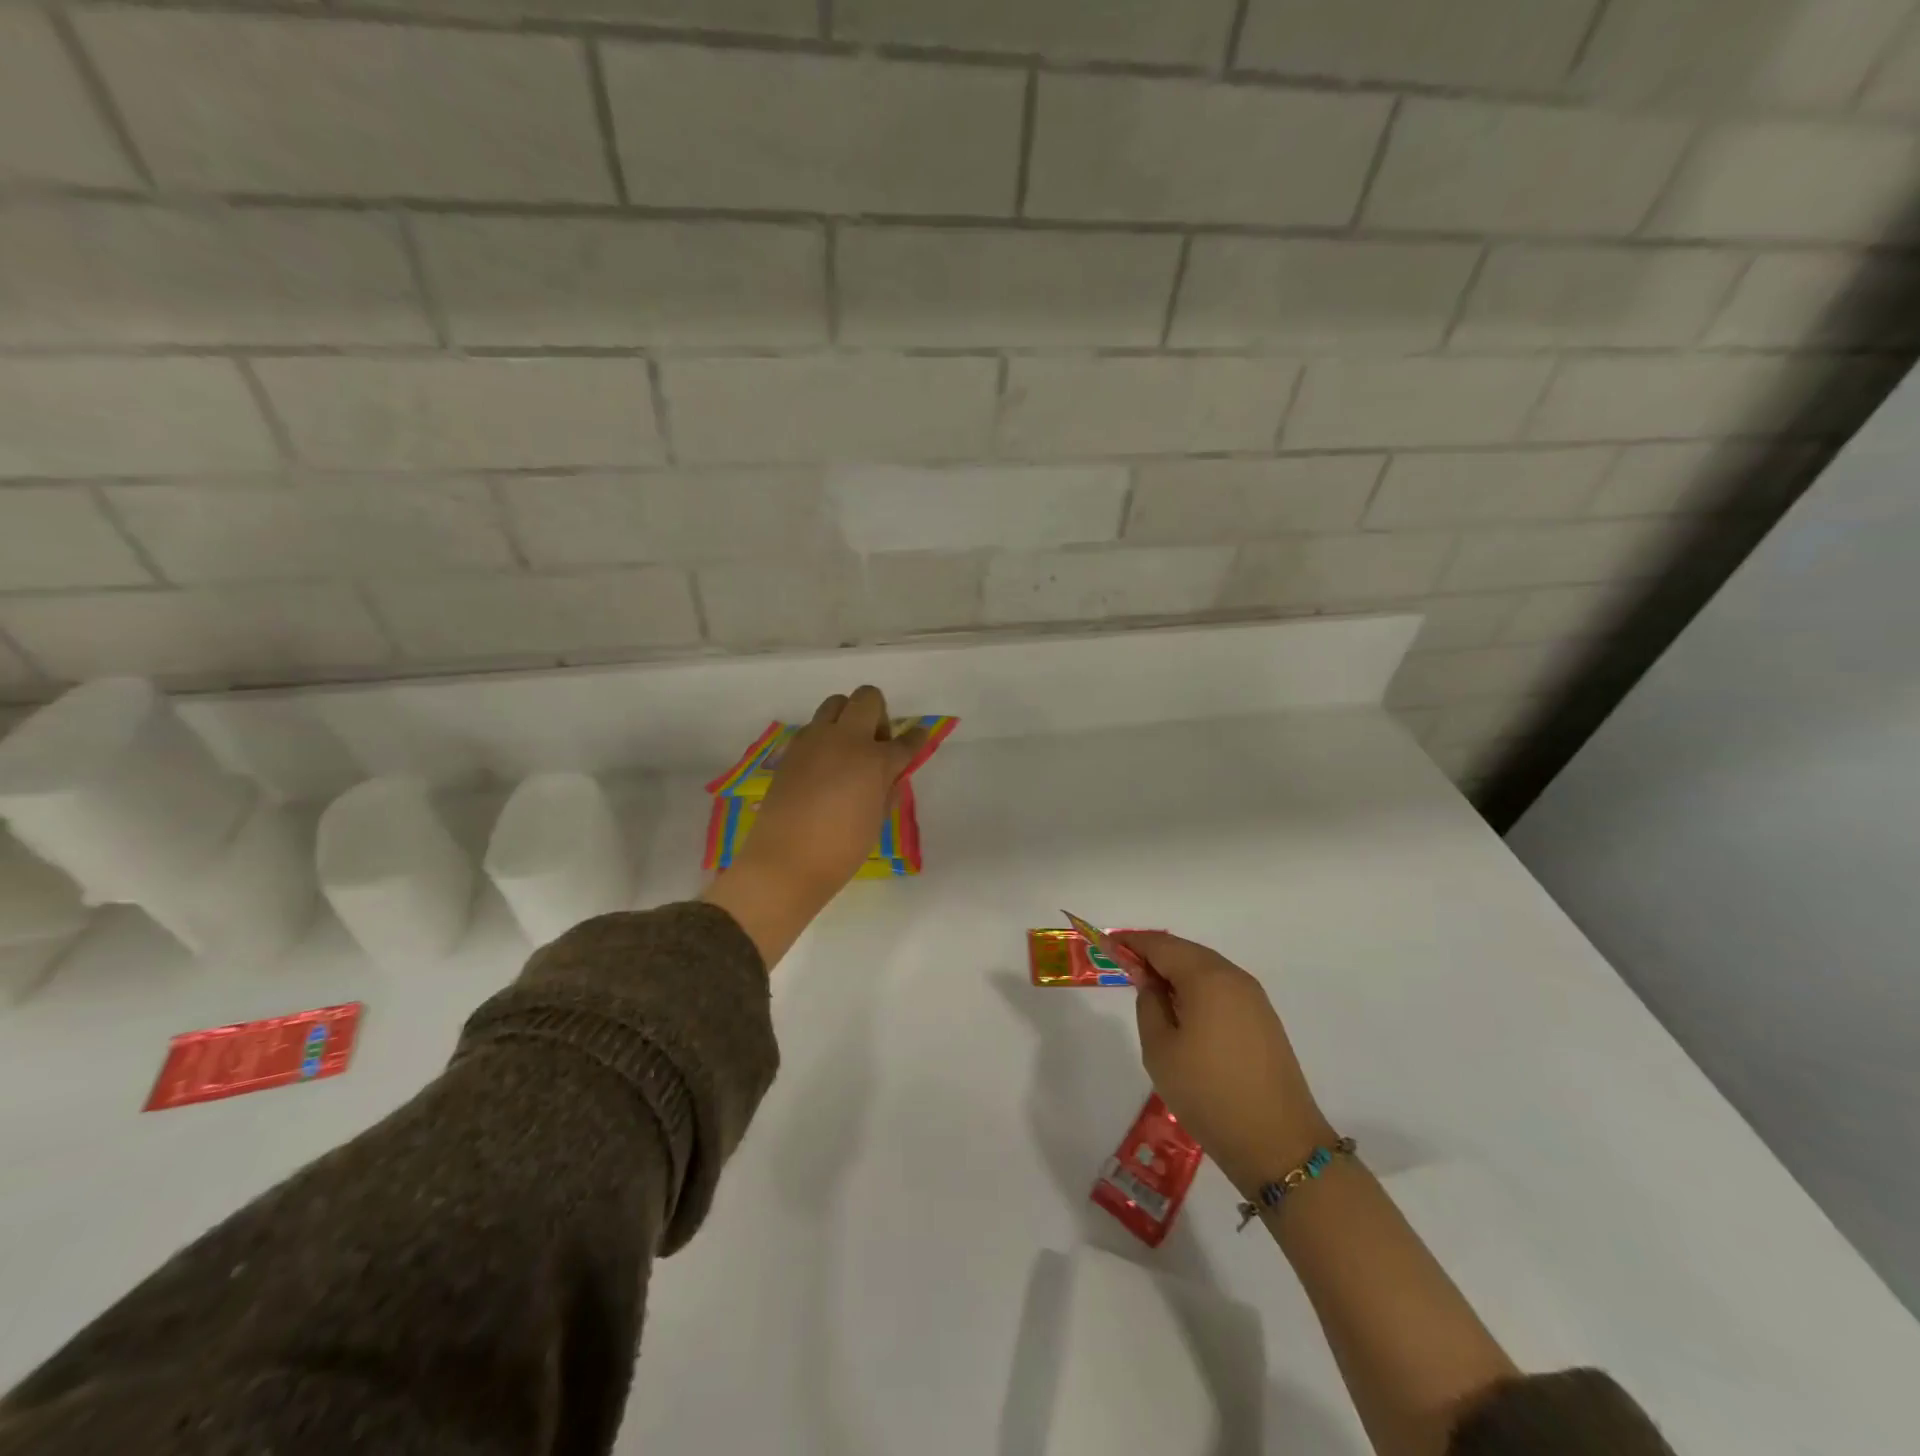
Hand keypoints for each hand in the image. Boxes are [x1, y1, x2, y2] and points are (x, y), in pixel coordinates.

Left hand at [704, 686, 926, 966]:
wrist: (784, 862)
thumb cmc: (841, 850)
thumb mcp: (876, 821)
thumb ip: (887, 789)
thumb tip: (891, 774)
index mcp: (874, 760)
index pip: (905, 741)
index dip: (916, 739)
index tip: (918, 737)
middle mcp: (844, 739)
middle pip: (867, 698)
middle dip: (878, 714)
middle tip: (876, 745)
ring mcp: (813, 741)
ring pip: (835, 704)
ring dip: (848, 718)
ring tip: (847, 751)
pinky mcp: (791, 751)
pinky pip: (813, 728)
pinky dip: (825, 737)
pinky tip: (824, 767)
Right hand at [1115, 931, 1333, 1194]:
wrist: (1279, 1145)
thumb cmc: (1208, 1093)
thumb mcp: (1160, 1049)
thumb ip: (1148, 1003)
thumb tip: (1148, 978)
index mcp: (1207, 977)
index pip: (1161, 945)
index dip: (1131, 942)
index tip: (1105, 944)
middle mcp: (1233, 977)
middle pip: (1185, 952)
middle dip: (1154, 954)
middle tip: (1123, 965)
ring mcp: (1254, 998)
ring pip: (1205, 969)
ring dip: (1176, 971)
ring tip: (1149, 988)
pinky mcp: (1263, 1020)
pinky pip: (1221, 988)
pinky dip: (1196, 988)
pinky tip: (1182, 1009)